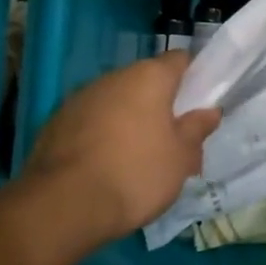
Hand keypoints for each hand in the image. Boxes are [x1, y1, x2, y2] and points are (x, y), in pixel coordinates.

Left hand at [24, 51, 220, 247]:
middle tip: (172, 139)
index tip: (199, 103)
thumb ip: (196, 130)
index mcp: (149, 77)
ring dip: (128, 119)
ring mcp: (80, 98)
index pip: (179, 60)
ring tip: (136, 158)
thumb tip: (209, 111)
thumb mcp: (180, 158)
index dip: (193, 77)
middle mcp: (113, 77)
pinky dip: (101, 135)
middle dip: (159, 104)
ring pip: (116, 101)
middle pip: (145, 81)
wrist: (63, 205)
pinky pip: (90, 121)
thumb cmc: (136, 174)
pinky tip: (105, 166)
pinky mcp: (56, 122)